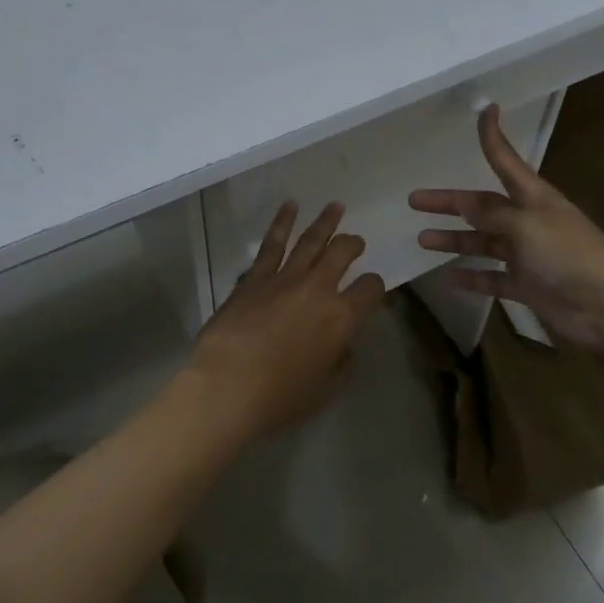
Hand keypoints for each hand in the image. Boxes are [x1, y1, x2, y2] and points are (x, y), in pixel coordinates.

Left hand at [186, 201, 385, 442]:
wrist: (228, 385)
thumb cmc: (280, 396)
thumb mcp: (324, 387)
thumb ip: (339, 360)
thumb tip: (342, 344)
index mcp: (341, 317)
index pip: (370, 289)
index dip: (375, 286)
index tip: (372, 288)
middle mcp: (318, 289)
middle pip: (342, 253)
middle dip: (352, 244)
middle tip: (355, 242)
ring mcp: (285, 278)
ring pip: (311, 240)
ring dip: (326, 222)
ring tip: (335, 206)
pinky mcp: (256, 277)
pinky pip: (273, 243)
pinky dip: (282, 221)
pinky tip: (290, 206)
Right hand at [410, 105, 603, 354]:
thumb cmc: (567, 253)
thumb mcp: (526, 225)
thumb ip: (493, 215)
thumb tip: (466, 205)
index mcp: (532, 197)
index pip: (505, 161)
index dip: (492, 138)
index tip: (485, 110)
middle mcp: (527, 221)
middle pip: (483, 207)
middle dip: (450, 203)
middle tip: (415, 200)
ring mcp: (527, 256)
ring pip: (483, 243)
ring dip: (454, 240)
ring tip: (423, 239)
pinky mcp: (528, 287)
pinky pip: (493, 279)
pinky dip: (473, 278)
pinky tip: (450, 278)